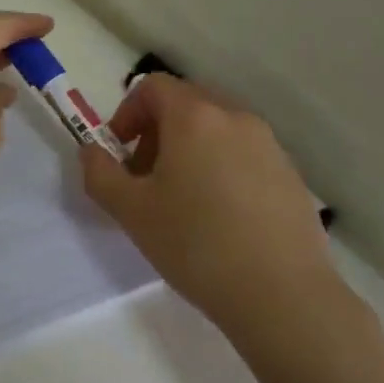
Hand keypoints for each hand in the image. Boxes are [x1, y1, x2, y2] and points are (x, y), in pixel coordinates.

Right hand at [81, 74, 337, 335]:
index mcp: (194, 116)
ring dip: (190, 149)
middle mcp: (234, 117)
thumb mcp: (130, 211)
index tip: (120, 152)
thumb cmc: (196, 245)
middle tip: (146, 177)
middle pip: (186, 103)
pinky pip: (244, 154)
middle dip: (157, 131)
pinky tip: (221, 217)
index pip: (153, 87)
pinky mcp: (291, 174)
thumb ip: (100, 173)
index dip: (127, 112)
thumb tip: (92, 151)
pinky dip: (222, 167)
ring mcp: (269, 145)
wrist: (282, 295)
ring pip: (217, 129)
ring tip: (183, 200)